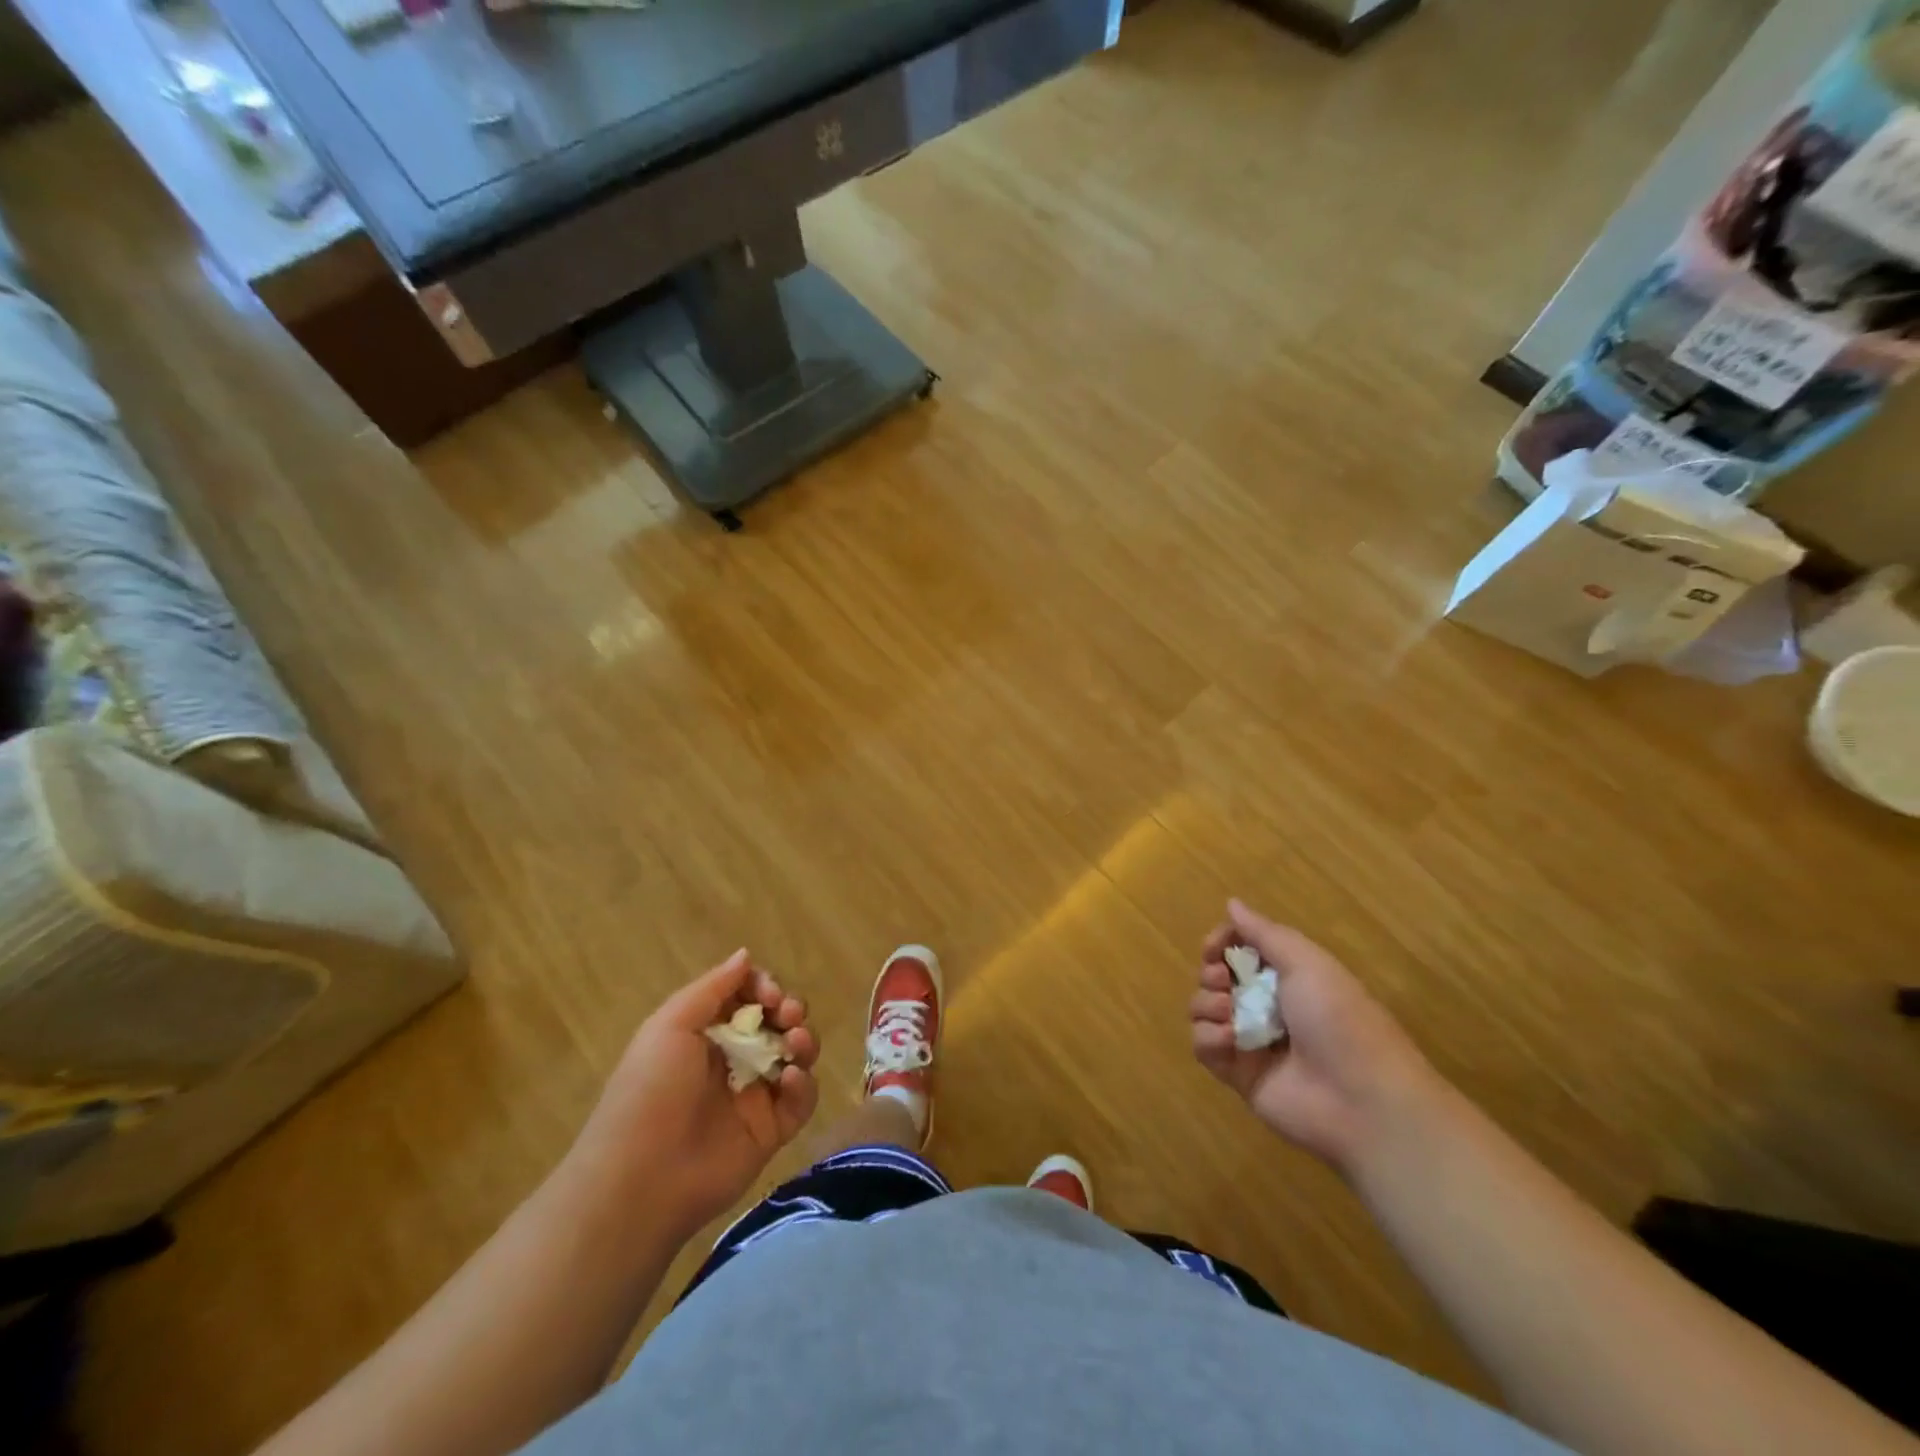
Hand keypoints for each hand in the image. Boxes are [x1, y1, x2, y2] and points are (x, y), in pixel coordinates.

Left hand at [569, 951, 818, 1240]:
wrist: (642, 1179)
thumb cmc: (651, 1091)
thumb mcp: (670, 1026)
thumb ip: (713, 988)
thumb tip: (746, 955)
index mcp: (705, 1033)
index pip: (748, 996)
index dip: (765, 987)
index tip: (770, 994)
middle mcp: (733, 1059)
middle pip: (778, 1021)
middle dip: (790, 1010)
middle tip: (789, 1015)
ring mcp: (754, 1095)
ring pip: (796, 1055)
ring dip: (804, 1040)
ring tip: (796, 1044)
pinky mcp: (772, 1130)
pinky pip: (801, 1099)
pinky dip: (804, 1084)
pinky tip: (789, 1080)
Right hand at [1189, 900, 1436, 1174]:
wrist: (1363, 1101)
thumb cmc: (1339, 1019)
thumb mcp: (1307, 963)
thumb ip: (1264, 933)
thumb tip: (1232, 903)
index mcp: (1288, 977)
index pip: (1240, 949)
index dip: (1221, 943)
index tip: (1214, 946)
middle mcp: (1267, 1006)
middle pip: (1216, 977)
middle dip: (1211, 973)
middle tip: (1223, 980)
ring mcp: (1251, 1041)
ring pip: (1203, 1010)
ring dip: (1207, 1004)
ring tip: (1230, 1014)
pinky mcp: (1238, 1075)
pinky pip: (1204, 1047)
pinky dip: (1209, 1038)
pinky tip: (1229, 1041)